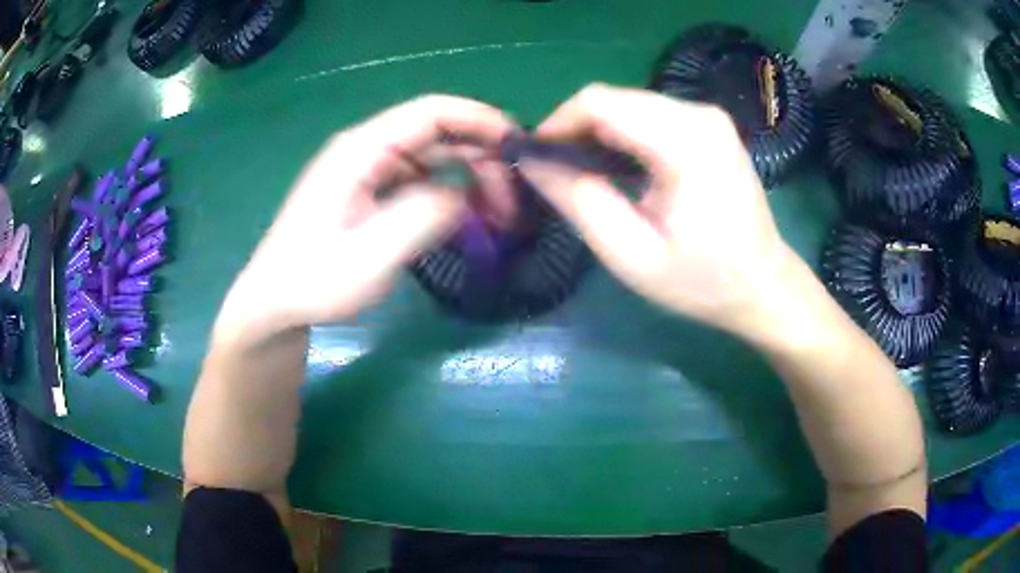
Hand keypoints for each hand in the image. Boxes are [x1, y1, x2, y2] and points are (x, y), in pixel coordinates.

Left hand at [214, 95, 514, 347]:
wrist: (275, 300)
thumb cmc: (315, 280)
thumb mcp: (372, 255)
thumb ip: (425, 216)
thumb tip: (466, 193)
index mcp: (362, 149)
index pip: (432, 112)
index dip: (480, 119)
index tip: (519, 147)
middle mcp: (367, 148)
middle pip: (438, 132)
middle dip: (482, 158)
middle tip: (512, 203)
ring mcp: (368, 168)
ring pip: (434, 156)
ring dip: (470, 177)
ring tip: (497, 215)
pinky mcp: (371, 189)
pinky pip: (421, 179)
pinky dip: (450, 193)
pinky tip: (466, 218)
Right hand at [519, 84, 795, 338]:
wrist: (763, 285)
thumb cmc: (702, 281)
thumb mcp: (631, 253)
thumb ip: (577, 200)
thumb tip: (529, 160)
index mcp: (686, 142)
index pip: (599, 102)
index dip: (557, 124)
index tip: (537, 159)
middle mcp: (699, 114)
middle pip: (613, 99)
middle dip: (576, 130)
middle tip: (560, 174)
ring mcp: (708, 116)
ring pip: (628, 103)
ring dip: (598, 133)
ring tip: (588, 176)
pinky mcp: (709, 125)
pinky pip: (649, 114)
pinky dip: (623, 135)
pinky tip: (620, 169)